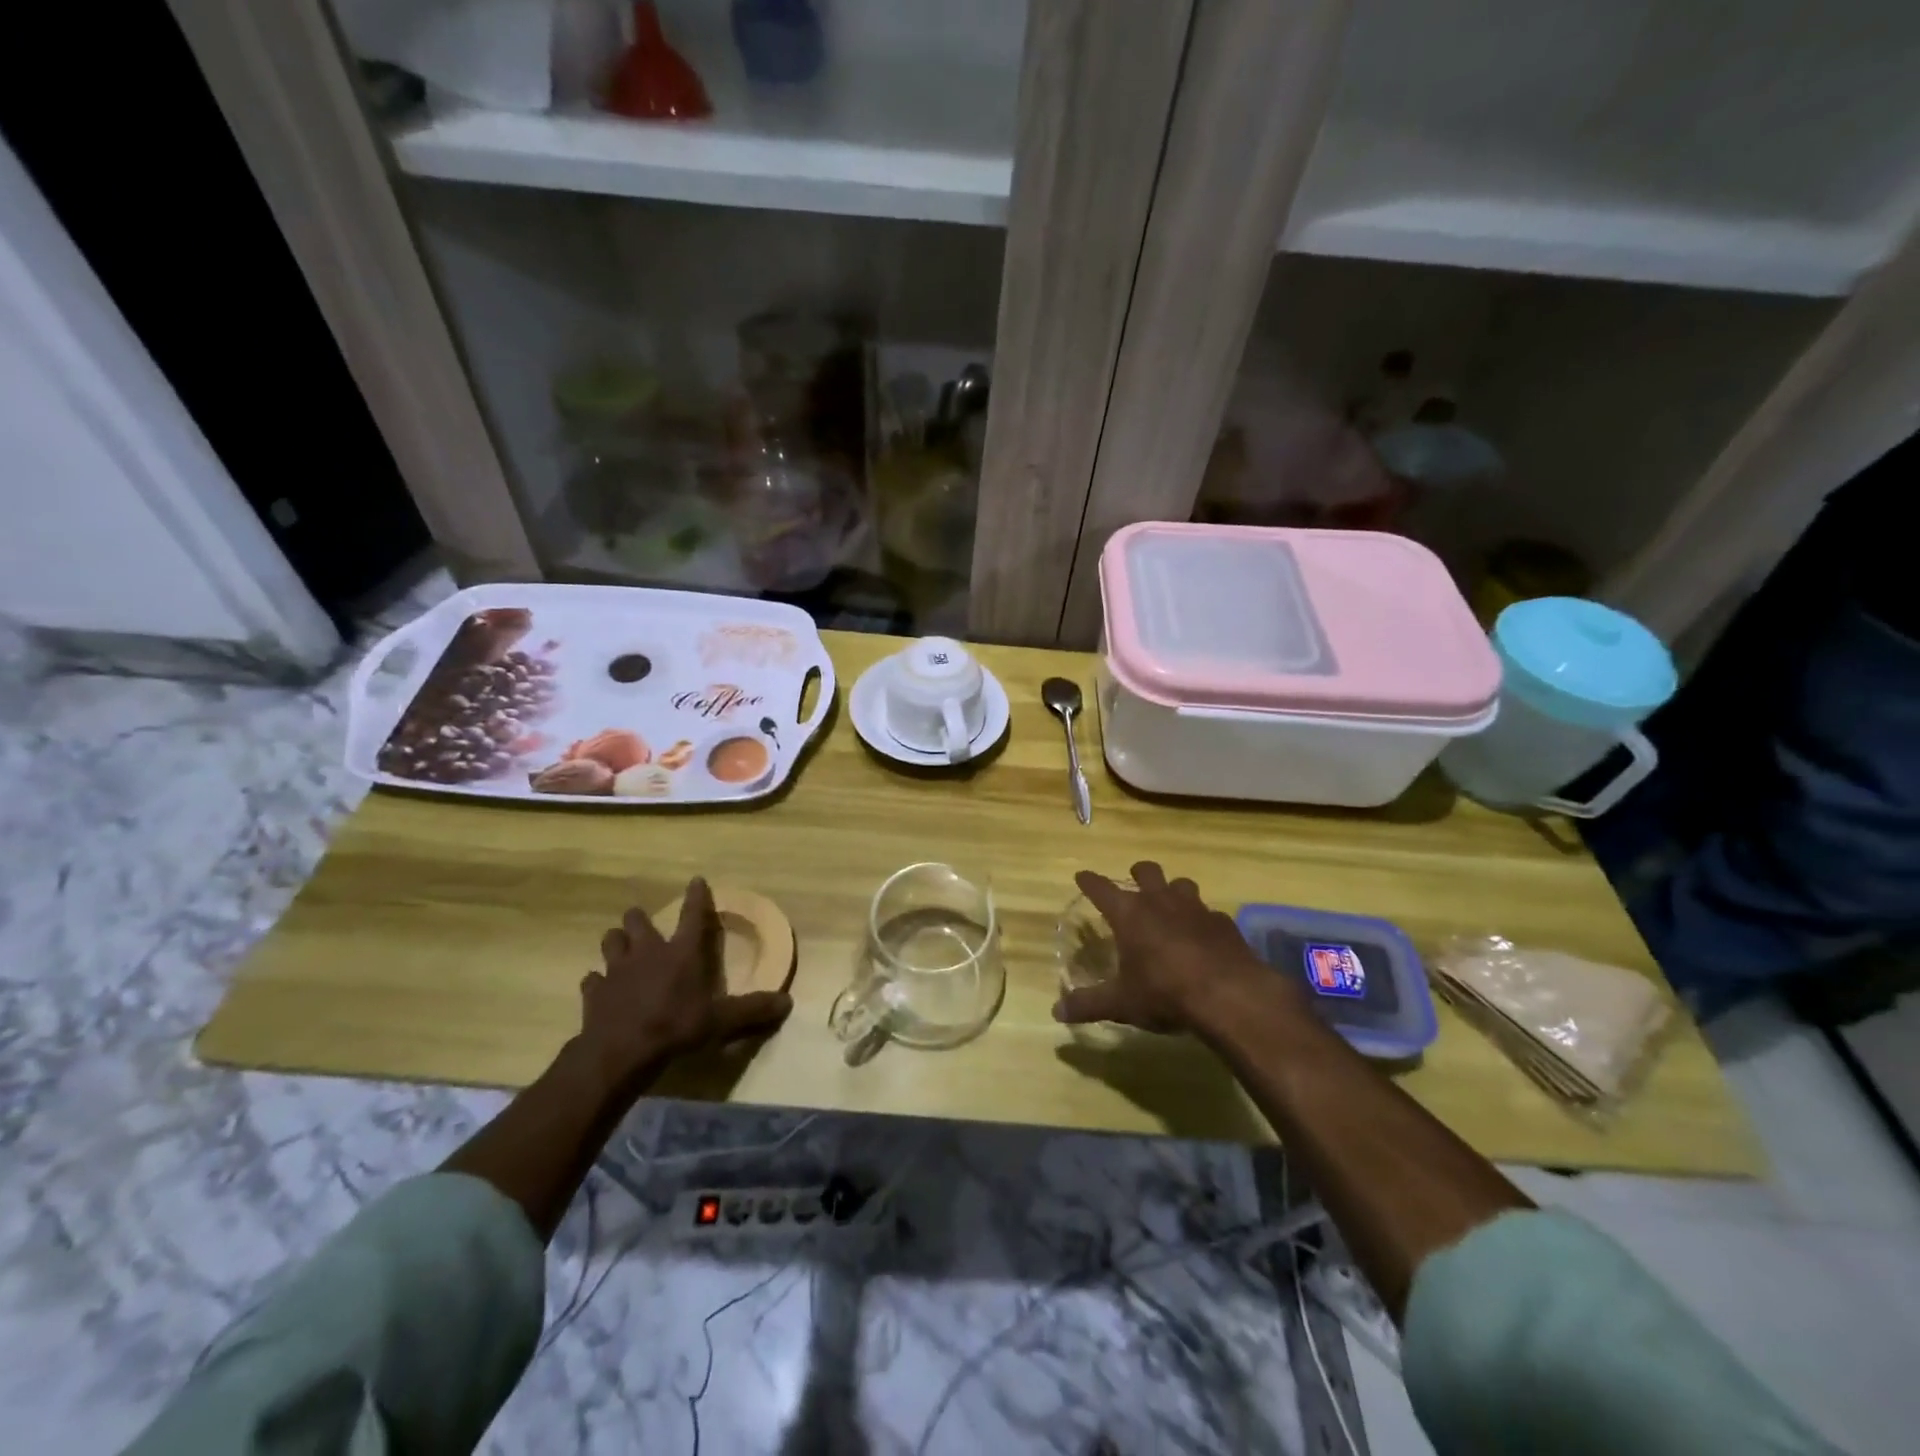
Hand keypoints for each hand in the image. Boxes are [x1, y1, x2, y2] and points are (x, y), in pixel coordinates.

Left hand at [578, 878, 792, 1084]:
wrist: (621, 1052)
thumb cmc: (676, 1027)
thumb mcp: (722, 1021)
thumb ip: (753, 1010)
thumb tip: (788, 1003)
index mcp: (682, 952)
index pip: (692, 915)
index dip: (696, 897)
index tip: (695, 880)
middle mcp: (648, 952)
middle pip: (638, 921)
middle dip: (640, 919)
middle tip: (645, 925)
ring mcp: (617, 970)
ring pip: (611, 941)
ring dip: (617, 943)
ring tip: (621, 948)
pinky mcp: (594, 992)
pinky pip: (592, 979)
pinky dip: (597, 981)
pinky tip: (600, 987)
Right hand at [1053, 861, 1281, 1033]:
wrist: (1229, 995)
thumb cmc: (1164, 993)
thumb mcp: (1121, 1003)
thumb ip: (1088, 1004)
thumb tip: (1056, 1012)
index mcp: (1129, 914)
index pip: (1101, 888)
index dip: (1089, 881)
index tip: (1082, 876)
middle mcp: (1160, 901)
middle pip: (1146, 870)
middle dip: (1138, 874)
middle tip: (1134, 884)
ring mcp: (1195, 908)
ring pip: (1181, 884)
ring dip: (1173, 891)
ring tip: (1171, 908)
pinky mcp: (1224, 923)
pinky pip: (1210, 913)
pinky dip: (1203, 921)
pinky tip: (1203, 938)